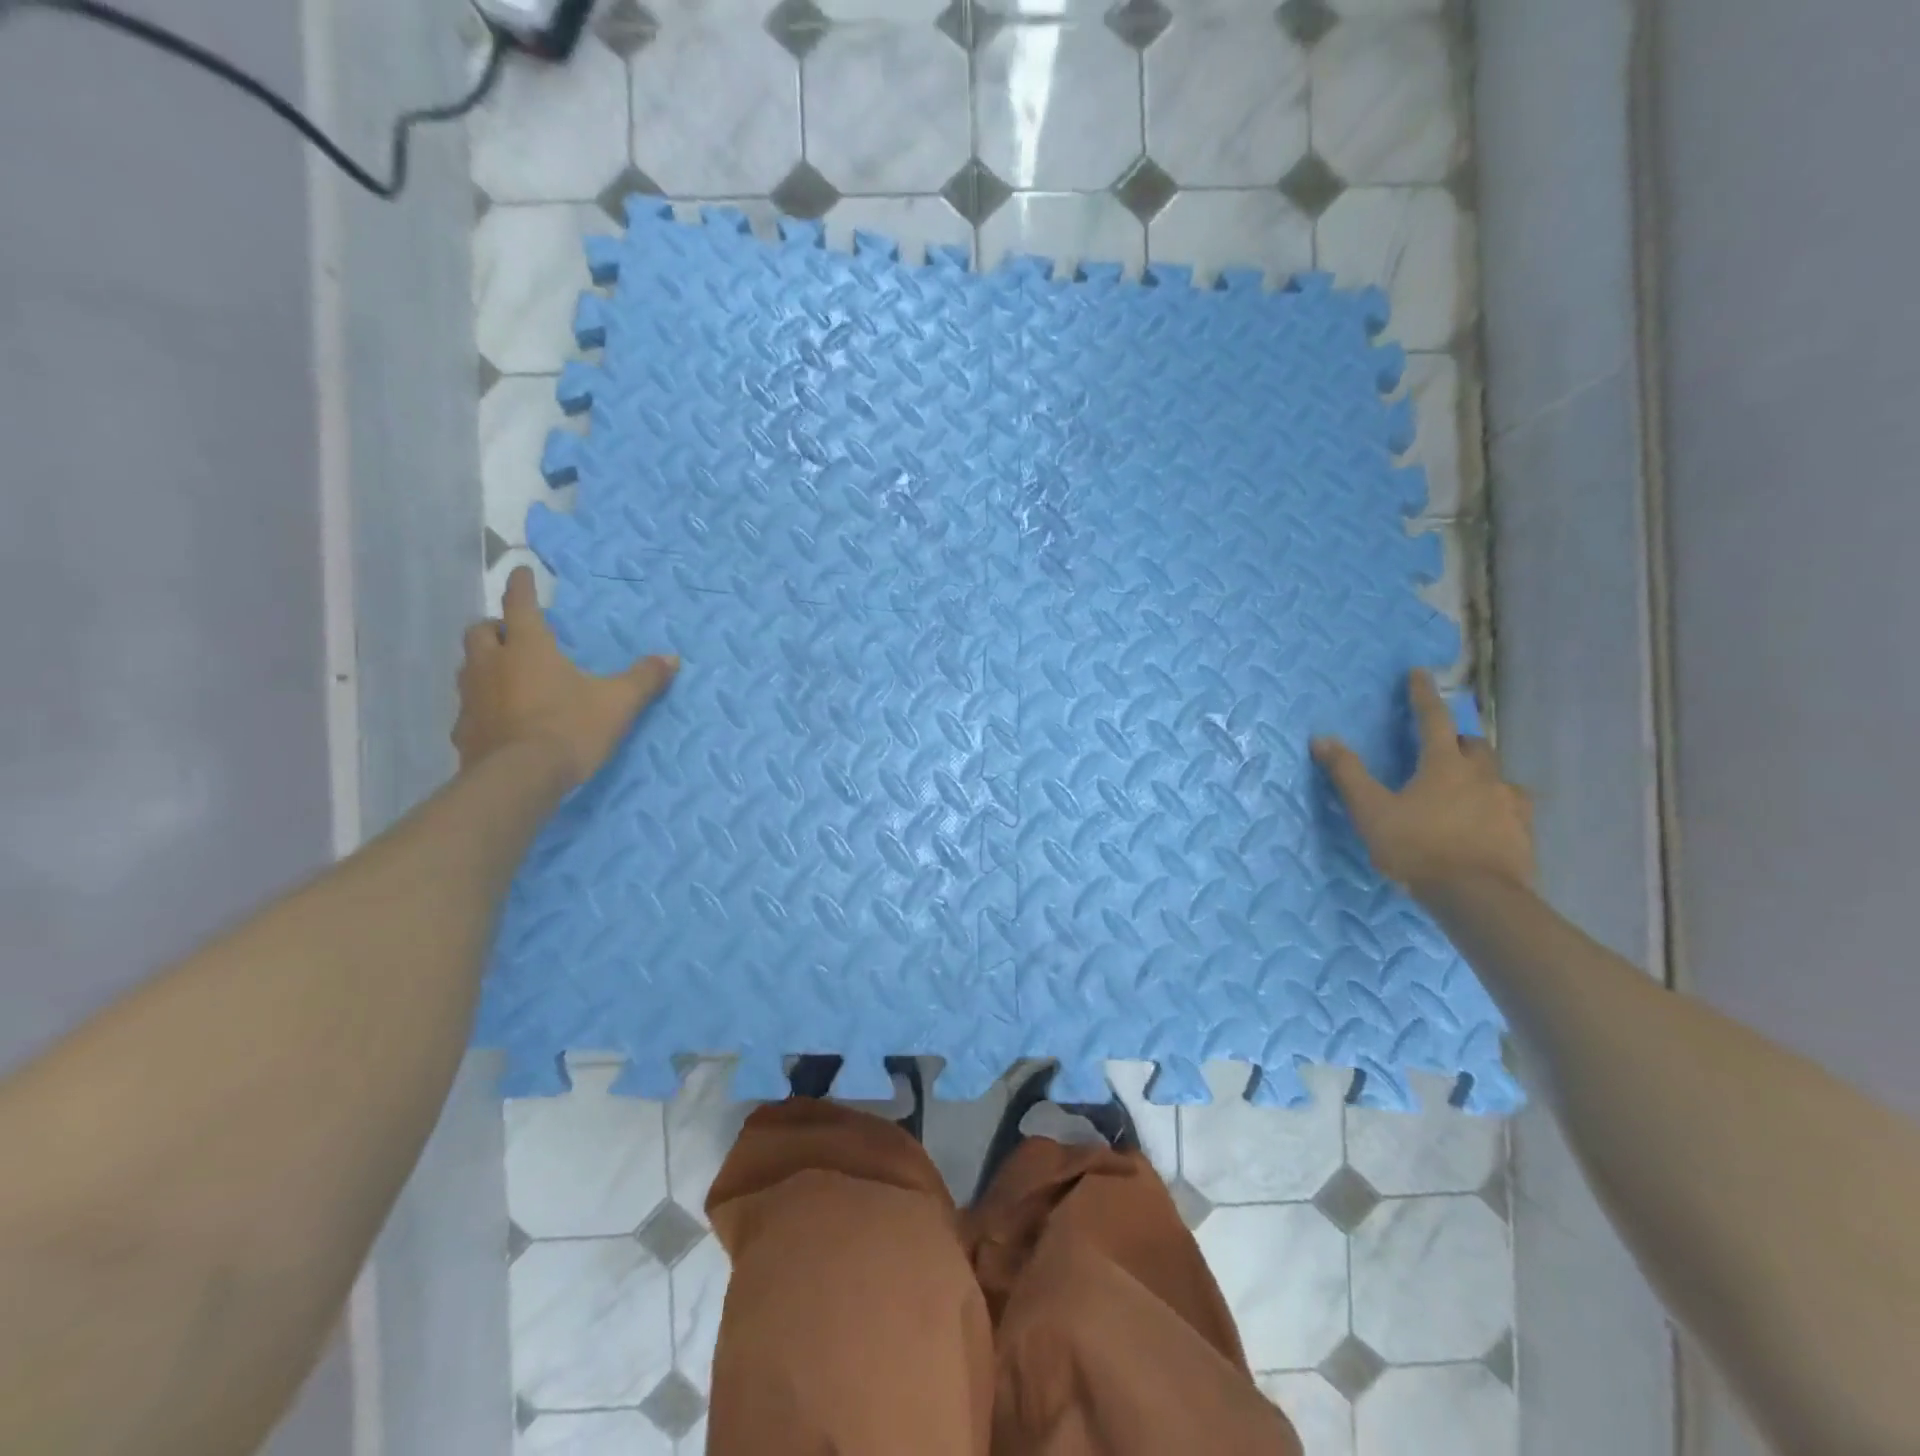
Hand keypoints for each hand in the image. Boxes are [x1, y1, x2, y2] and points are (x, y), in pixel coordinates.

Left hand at [452, 566, 676, 788]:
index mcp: (528, 648)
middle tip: (515, 634)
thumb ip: (644, 678)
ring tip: (506, 673)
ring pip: (468, 666)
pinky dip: (482, 702)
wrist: (519, 779)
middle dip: (496, 627)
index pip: (519, 604)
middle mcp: (491, 663)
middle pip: (481, 631)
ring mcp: (471, 697)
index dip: (521, 586)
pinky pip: (468, 705)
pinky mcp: (464, 729)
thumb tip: (672, 658)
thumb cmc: (569, 728)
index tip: (521, 572)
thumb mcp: (617, 703)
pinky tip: (499, 717)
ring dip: (485, 662)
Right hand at [1312, 669, 1533, 898]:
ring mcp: (1508, 803)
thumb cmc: (1417, 848)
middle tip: (1439, 748)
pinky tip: (1488, 820)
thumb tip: (1322, 738)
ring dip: (1478, 773)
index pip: (1432, 719)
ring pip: (1496, 775)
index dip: (1422, 695)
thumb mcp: (1371, 811)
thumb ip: (1347, 774)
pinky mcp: (1523, 832)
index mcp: (1444, 765)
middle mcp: (1482, 776)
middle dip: (1455, 739)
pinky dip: (1497, 805)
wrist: (1477, 897)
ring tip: (1464, 788)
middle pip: (1472, 744)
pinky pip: (1512, 807)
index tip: (1419, 673)